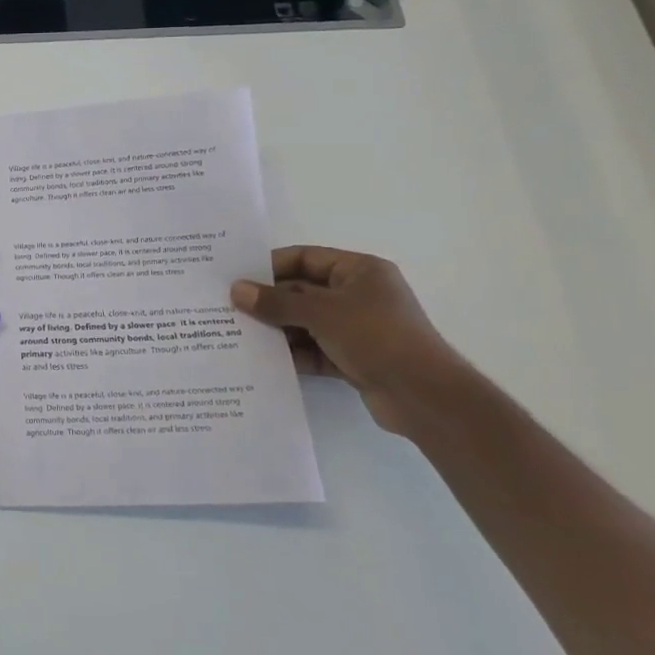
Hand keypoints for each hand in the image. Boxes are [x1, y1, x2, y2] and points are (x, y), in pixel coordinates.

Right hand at [230, 246, 467, 436]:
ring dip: (278, 329)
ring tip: (238, 334)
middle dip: (269, 301)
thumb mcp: (321, 313)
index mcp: (360, 271)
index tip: (238, 276)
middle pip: (303, 291)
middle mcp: (359, 295)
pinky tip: (263, 359)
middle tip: (230, 307)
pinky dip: (293, 353)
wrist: (424, 396)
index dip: (271, 265)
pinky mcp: (354, 359)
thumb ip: (276, 302)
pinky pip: (314, 349)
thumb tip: (236, 290)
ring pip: (306, 322)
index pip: (306, 258)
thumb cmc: (376, 336)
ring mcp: (357, 328)